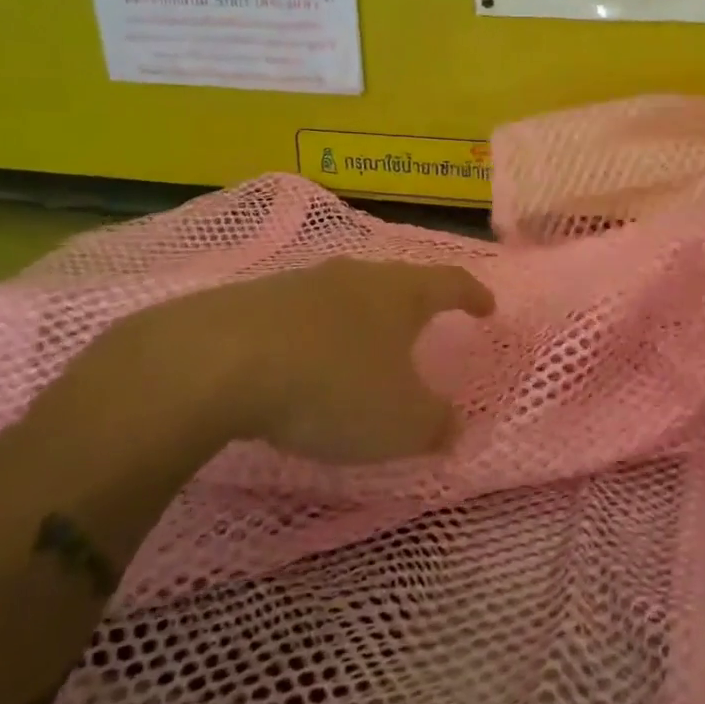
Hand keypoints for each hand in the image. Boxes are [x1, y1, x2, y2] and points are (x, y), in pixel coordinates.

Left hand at [83, 259, 494, 464]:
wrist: (217, 363)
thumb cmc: (333, 386)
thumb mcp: (400, 422)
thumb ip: (436, 425)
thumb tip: (455, 427)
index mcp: (401, 294)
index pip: (451, 282)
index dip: (473, 295)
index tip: (487, 307)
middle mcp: (355, 277)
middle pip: (396, 282)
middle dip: (414, 304)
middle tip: (423, 326)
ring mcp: (300, 283)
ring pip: (345, 296)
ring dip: (359, 320)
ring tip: (362, 348)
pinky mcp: (253, 301)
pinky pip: (299, 315)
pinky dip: (314, 335)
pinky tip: (303, 362)